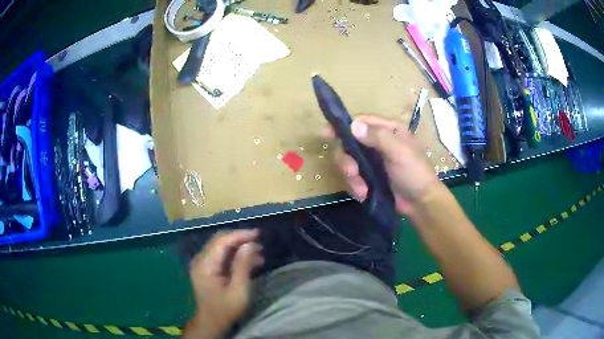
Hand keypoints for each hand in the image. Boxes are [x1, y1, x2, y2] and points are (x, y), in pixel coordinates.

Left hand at [187, 229, 263, 335]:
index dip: (240, 235)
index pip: (222, 241)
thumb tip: (250, 244)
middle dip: (240, 239)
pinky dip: (234, 255)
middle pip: (219, 240)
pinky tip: (249, 261)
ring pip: (220, 246)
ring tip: (259, 254)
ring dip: (239, 247)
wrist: (211, 321)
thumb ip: (243, 266)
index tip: (258, 234)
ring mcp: (201, 263)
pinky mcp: (205, 268)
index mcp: (205, 265)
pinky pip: (220, 255)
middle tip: (259, 242)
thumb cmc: (226, 308)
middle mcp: (200, 260)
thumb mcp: (239, 290)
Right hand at [327, 115, 441, 214]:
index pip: (362, 122)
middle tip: (352, 172)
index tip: (327, 133)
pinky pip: (353, 178)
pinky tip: (364, 194)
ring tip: (362, 189)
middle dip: (347, 160)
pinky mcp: (370, 178)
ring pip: (349, 162)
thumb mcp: (399, 152)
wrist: (420, 203)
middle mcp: (378, 143)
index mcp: (388, 131)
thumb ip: (377, 137)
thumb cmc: (414, 173)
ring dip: (352, 176)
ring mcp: (373, 161)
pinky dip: (356, 186)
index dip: (344, 126)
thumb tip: (353, 125)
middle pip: (350, 144)